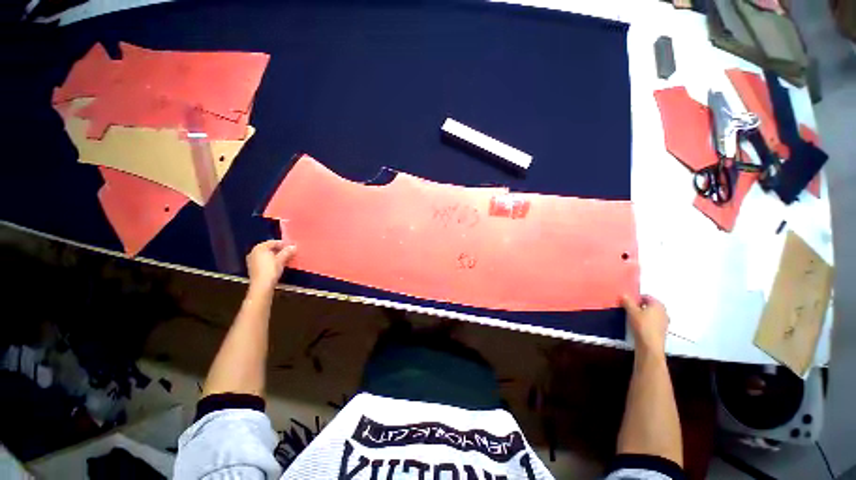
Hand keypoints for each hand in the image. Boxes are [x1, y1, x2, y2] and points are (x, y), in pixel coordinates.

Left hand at [247, 240, 295, 289]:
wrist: (261, 286)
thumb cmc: (270, 270)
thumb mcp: (281, 260)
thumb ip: (287, 252)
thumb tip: (294, 247)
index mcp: (259, 248)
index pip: (273, 242)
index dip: (284, 244)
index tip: (292, 247)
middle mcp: (253, 252)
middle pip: (269, 248)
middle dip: (280, 250)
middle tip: (290, 252)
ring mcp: (252, 260)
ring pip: (267, 255)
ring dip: (277, 256)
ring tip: (286, 258)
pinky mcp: (253, 268)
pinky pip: (264, 261)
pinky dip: (272, 261)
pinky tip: (279, 264)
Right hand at [621, 295, 668, 354]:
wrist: (650, 345)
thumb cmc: (642, 325)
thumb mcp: (631, 311)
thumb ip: (627, 301)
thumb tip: (624, 295)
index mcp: (658, 304)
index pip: (646, 296)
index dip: (635, 298)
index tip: (627, 301)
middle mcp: (663, 311)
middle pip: (649, 305)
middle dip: (639, 306)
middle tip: (628, 308)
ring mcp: (664, 321)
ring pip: (651, 314)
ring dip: (642, 314)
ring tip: (632, 317)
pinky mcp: (661, 330)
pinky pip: (652, 321)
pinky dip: (645, 321)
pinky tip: (637, 325)